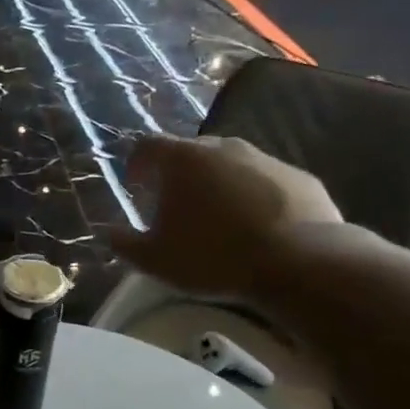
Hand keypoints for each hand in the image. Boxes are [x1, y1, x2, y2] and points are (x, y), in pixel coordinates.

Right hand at [107, 135, 342, 301]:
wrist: (300, 263)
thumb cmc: (213, 256)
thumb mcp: (154, 259)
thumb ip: (124, 243)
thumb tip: (109, 232)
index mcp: (182, 159)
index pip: (147, 146)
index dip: (136, 165)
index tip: (136, 187)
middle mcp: (223, 147)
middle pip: (190, 152)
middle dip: (177, 174)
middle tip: (174, 206)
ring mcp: (266, 159)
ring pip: (230, 164)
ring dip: (217, 183)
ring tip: (217, 218)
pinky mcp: (300, 177)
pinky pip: (265, 181)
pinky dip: (253, 196)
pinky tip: (256, 227)